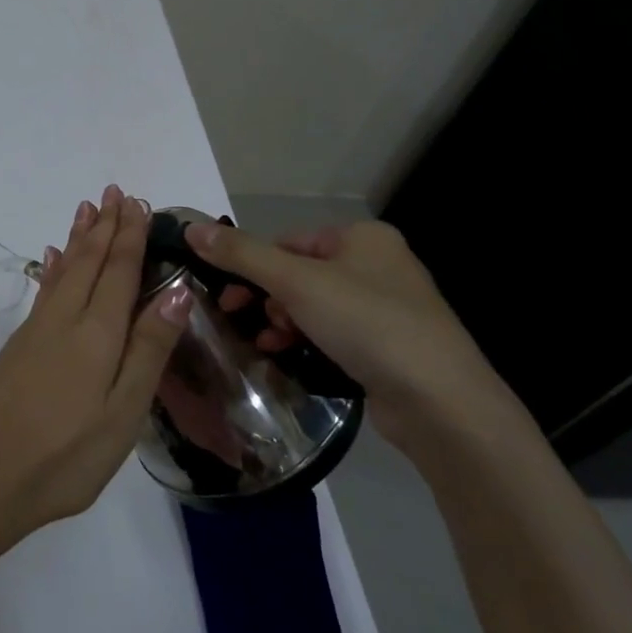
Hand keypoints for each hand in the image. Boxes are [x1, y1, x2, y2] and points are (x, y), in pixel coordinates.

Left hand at [0, 185, 187, 551]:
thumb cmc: (67, 454)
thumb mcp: (123, 412)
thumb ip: (149, 349)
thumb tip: (176, 291)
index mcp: (97, 333)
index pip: (118, 271)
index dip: (129, 236)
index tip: (136, 203)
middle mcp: (64, 319)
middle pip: (89, 261)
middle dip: (104, 226)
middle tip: (114, 192)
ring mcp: (36, 330)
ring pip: (63, 270)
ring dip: (78, 238)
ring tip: (86, 209)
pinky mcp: (18, 345)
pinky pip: (44, 289)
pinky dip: (54, 267)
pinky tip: (52, 258)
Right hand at [185, 219, 527, 455]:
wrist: (441, 403)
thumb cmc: (367, 324)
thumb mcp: (295, 282)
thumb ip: (241, 254)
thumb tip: (190, 229)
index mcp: (362, 237)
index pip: (287, 241)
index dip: (252, 266)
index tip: (228, 296)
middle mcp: (378, 265)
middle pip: (298, 273)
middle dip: (267, 298)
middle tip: (244, 319)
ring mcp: (387, 308)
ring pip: (313, 307)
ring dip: (282, 323)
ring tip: (268, 345)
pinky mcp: (389, 347)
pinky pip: (333, 334)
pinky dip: (306, 342)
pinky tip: (289, 358)